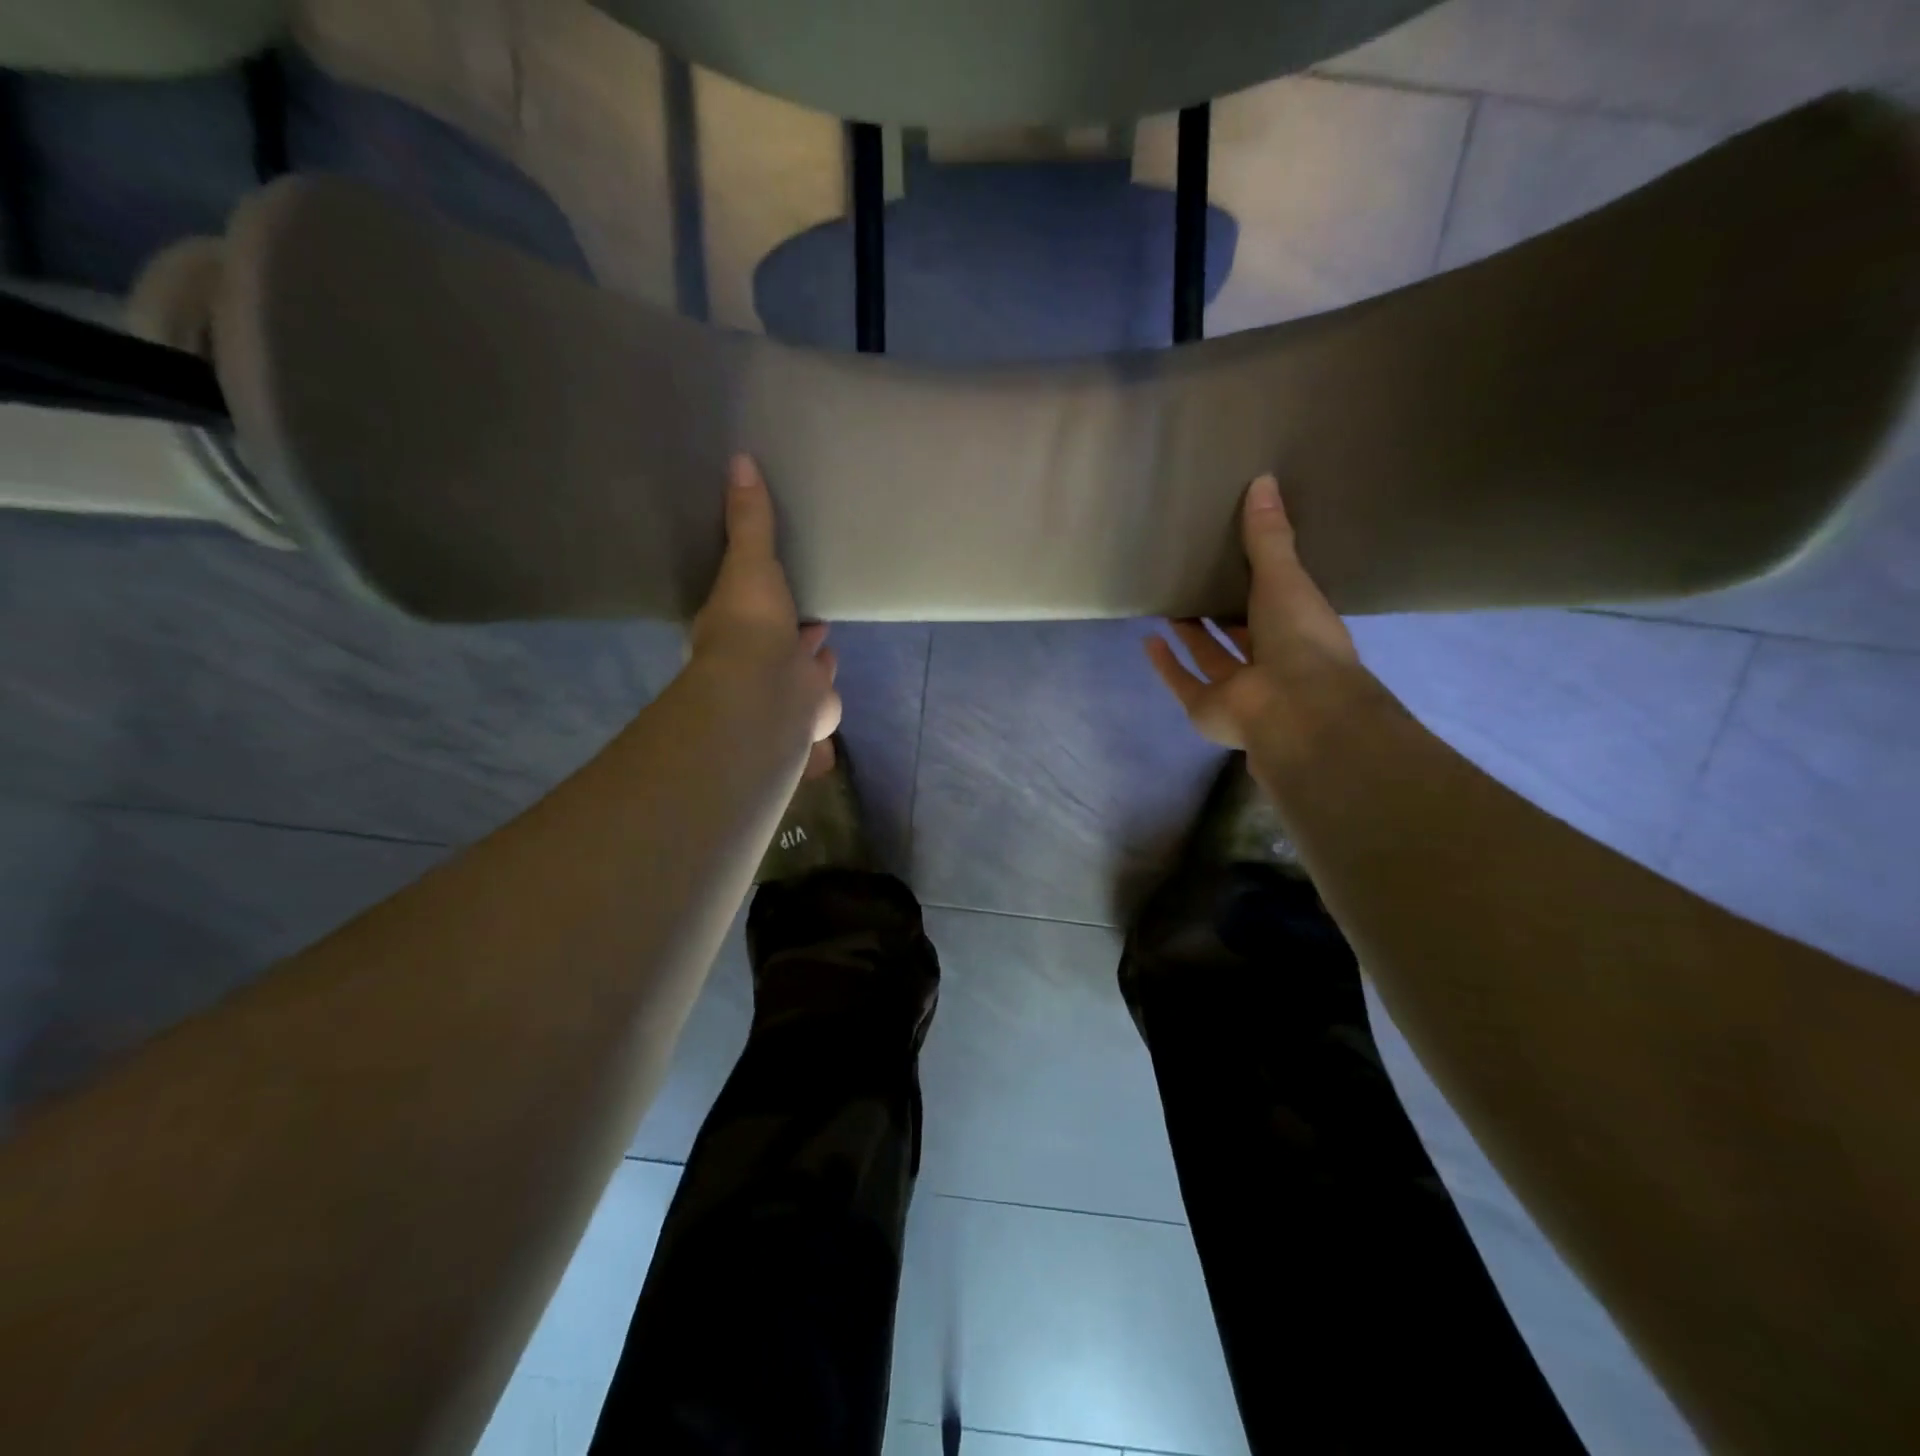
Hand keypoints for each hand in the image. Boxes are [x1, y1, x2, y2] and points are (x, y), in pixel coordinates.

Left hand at [690, 455, 841, 772]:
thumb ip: (751, 520)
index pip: (749, 605)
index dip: (764, 596)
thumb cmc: (752, 626)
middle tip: (810, 615)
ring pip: (798, 672)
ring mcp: (781, 690)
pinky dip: (824, 692)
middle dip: (792, 630)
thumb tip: (739, 459)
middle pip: (778, 640)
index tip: (775, 584)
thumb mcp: (750, 562)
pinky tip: (830, 675)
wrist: (768, 695)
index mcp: (734, 625)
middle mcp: (755, 659)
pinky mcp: (808, 712)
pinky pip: (820, 702)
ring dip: (808, 659)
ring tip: (823, 639)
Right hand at [1146, 474, 1361, 748]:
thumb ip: (1268, 536)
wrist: (1291, 705)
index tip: (1237, 556)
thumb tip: (1263, 479)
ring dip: (1191, 634)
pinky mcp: (1206, 708)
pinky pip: (1183, 682)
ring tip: (1171, 603)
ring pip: (1210, 656)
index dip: (1260, 582)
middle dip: (1220, 610)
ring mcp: (1237, 689)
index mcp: (1299, 631)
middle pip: (1240, 633)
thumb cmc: (1298, 638)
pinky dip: (1166, 664)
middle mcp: (1270, 662)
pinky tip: (1148, 639)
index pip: (1278, 603)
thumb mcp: (1285, 577)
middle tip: (1197, 578)